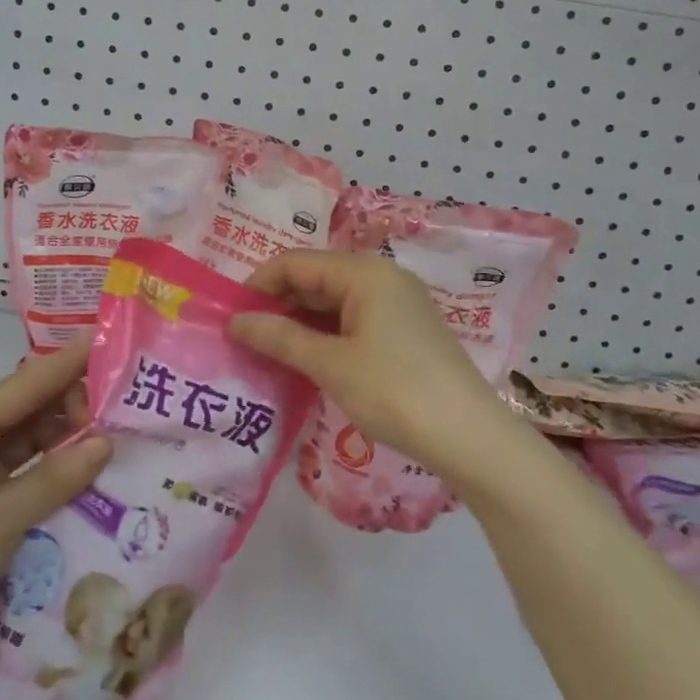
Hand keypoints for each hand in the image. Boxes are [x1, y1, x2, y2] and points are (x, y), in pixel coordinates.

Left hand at [0, 341, 109, 695]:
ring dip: (67, 441)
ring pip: (29, 447)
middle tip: (123, 402)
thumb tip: (106, 442)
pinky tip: (92, 473)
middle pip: (25, 413)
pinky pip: (27, 480)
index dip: (64, 365)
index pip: (20, 388)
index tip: (106, 342)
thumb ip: (54, 478)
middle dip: (71, 405)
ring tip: (118, 432)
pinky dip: (56, 475)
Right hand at [228, 250, 510, 484]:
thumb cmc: (394, 391)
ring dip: (300, 322)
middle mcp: (382, 277)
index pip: (296, 263)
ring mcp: (398, 303)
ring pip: (334, 301)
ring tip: (268, 351)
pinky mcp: (406, 330)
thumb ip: (280, 337)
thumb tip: (235, 322)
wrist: (469, 436)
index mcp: (364, 272)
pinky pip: (354, 319)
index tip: (229, 314)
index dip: (259, 284)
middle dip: (278, 303)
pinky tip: (307, 359)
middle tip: (244, 336)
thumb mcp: (330, 364)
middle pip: (316, 278)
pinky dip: (326, 334)